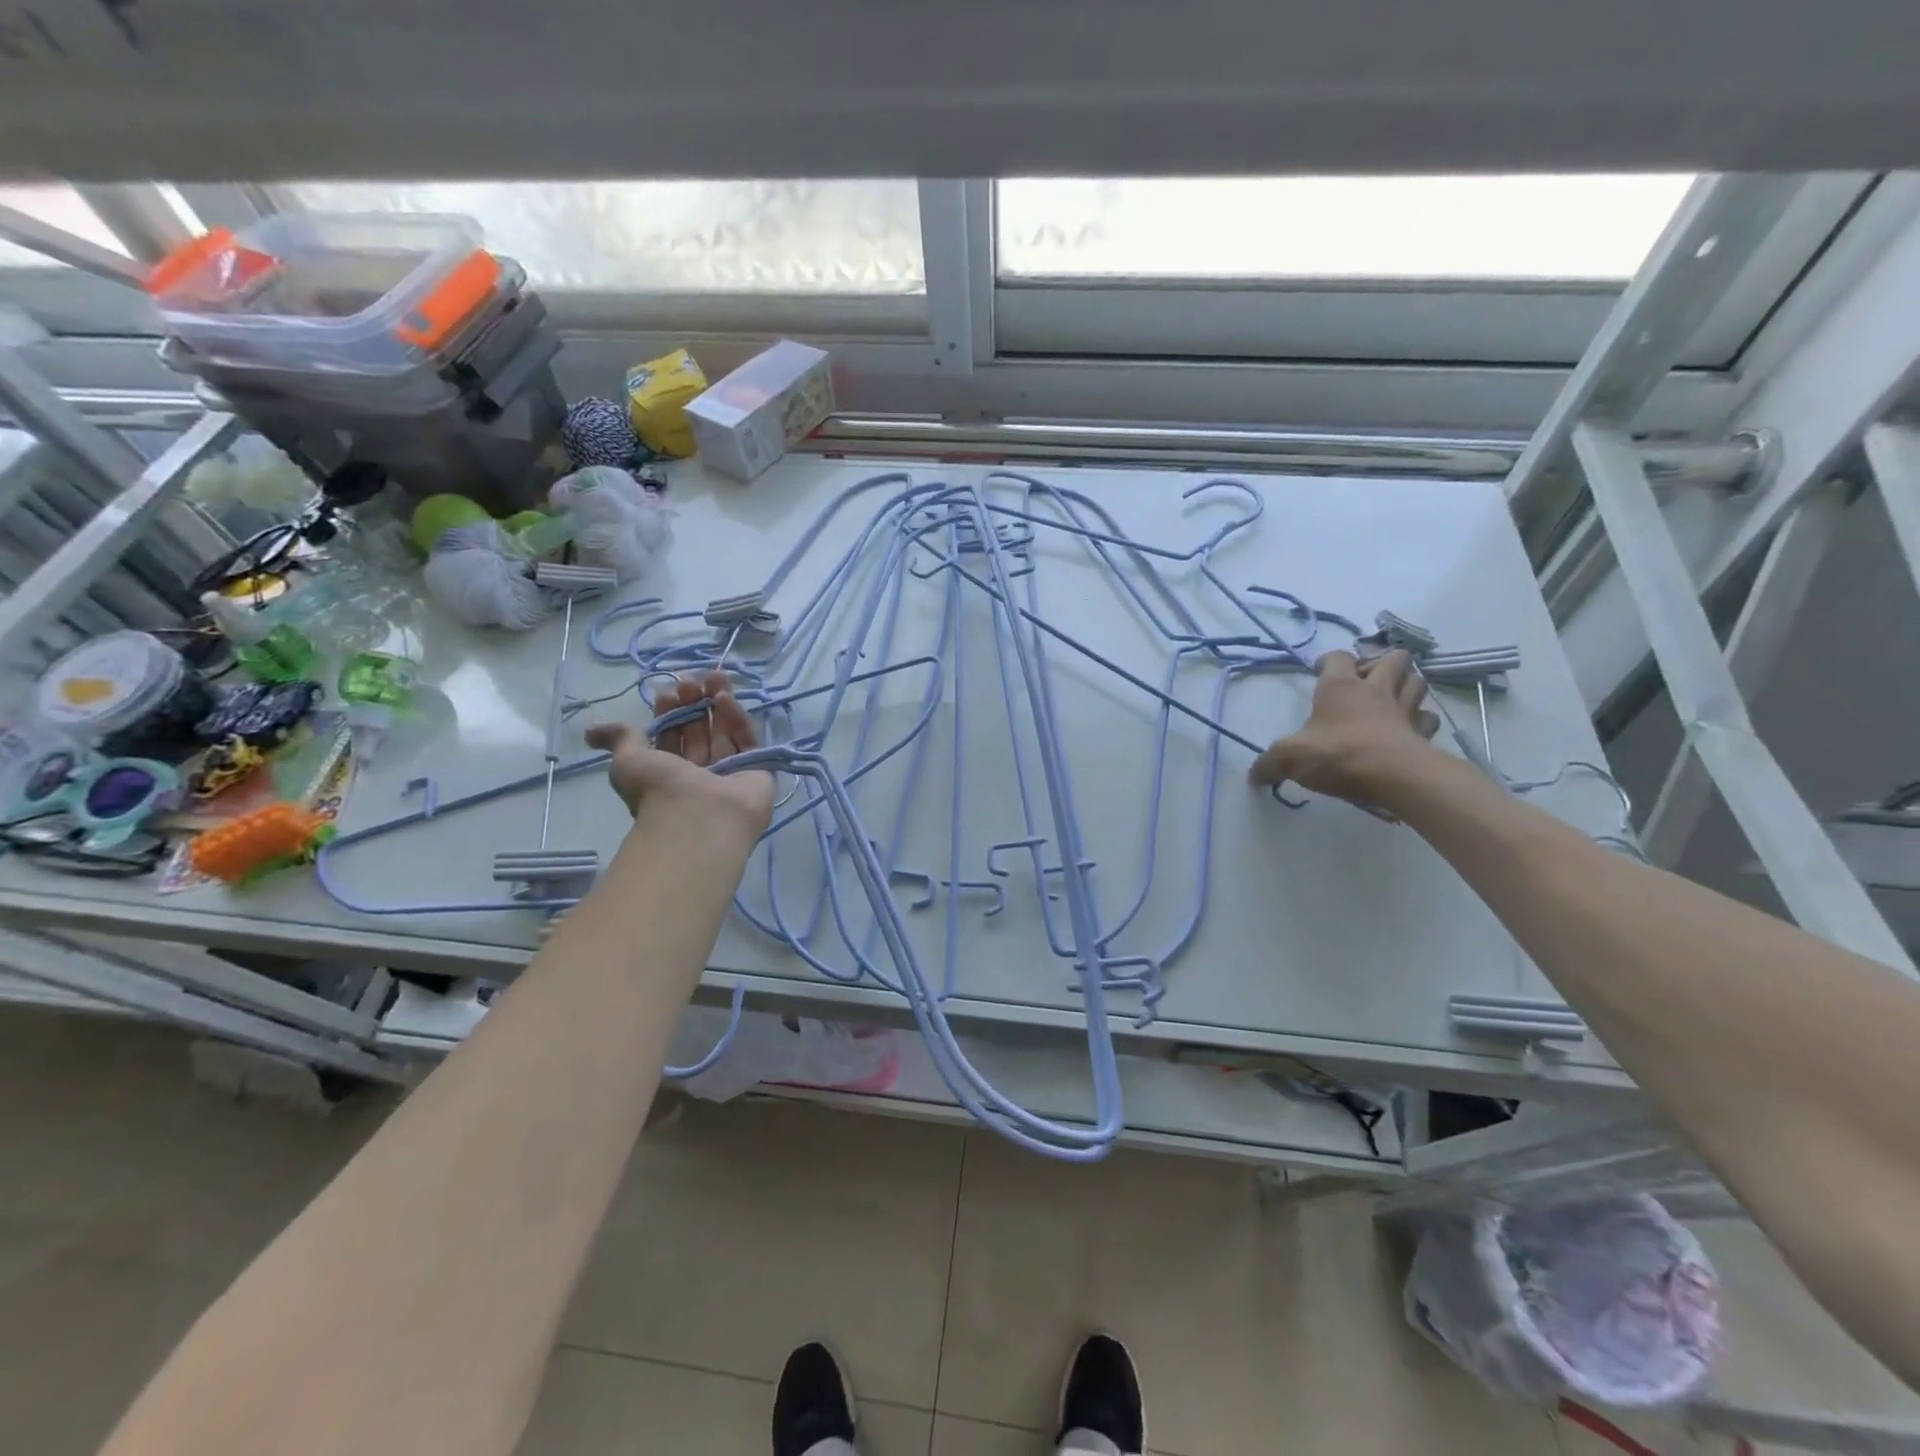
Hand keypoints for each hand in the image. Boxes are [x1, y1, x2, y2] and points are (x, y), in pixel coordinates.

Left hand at [586, 671, 774, 834]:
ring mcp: (730, 771)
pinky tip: (726, 698)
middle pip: (700, 730)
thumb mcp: (627, 760)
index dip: (669, 711)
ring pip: (725, 730)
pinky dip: (737, 717)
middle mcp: (700, 772)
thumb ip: (621, 737)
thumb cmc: (659, 789)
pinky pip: (747, 739)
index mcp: (669, 774)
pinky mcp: (758, 769)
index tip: (668, 691)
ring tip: (716, 676)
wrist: (700, 817)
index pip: (672, 735)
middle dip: (695, 702)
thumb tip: (591, 731)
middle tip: (692, 680)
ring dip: (719, 702)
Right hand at [1249, 650, 1440, 802]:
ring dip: (1406, 684)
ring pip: (1416, 681)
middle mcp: (1376, 690)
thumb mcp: (1290, 758)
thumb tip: (1253, 776)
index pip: (1338, 657)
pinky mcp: (1424, 733)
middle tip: (1366, 679)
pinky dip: (1421, 719)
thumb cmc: (1339, 754)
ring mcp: (1405, 710)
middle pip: (1393, 658)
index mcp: (1341, 687)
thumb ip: (1269, 763)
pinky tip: (1409, 728)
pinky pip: (1428, 718)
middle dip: (1381, 662)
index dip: (1328, 660)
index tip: (1319, 671)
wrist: (1395, 777)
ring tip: (1391, 697)